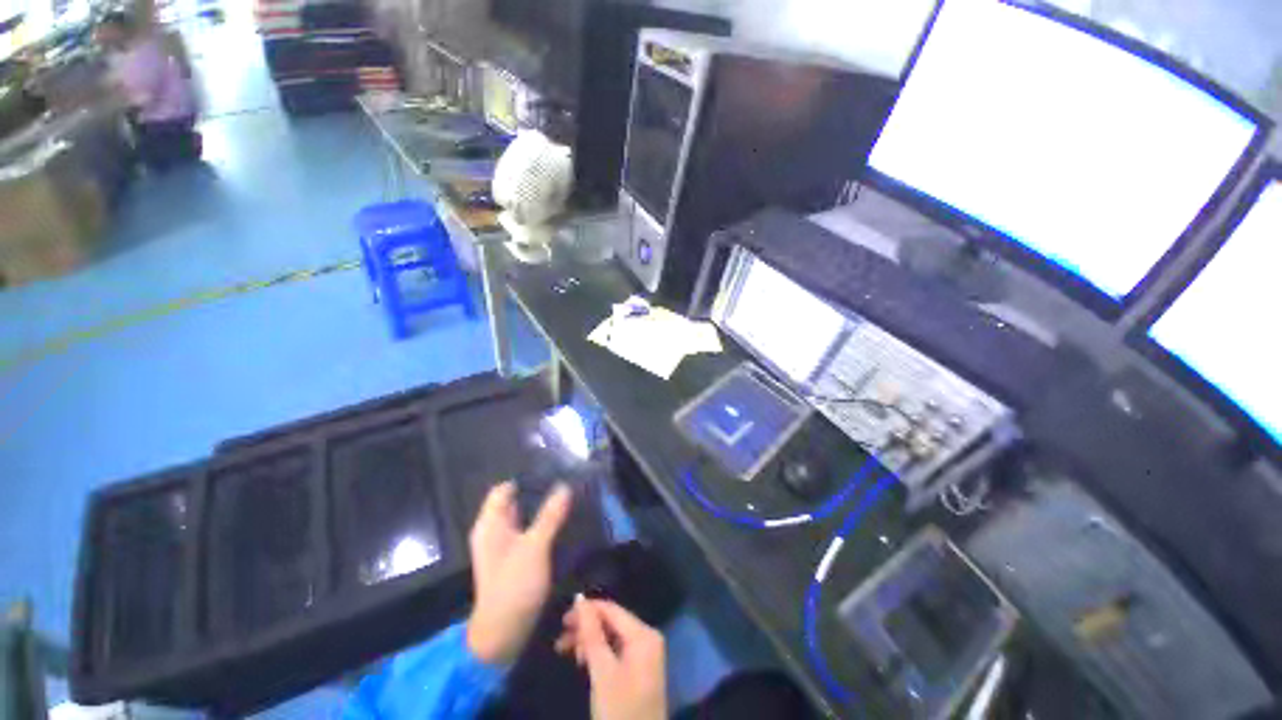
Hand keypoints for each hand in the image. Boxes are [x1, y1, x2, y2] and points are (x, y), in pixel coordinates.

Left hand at [466, 481, 571, 664]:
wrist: (503, 634)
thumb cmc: (513, 586)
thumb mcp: (534, 547)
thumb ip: (550, 515)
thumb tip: (564, 486)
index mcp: (490, 524)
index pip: (504, 489)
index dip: (525, 477)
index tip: (552, 468)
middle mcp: (494, 530)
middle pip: (513, 501)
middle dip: (537, 490)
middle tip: (565, 479)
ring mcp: (504, 545)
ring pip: (523, 516)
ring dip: (541, 506)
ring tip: (567, 495)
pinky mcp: (514, 557)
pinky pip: (527, 530)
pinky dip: (541, 522)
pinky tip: (560, 519)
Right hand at [556, 597, 666, 719]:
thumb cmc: (620, 711)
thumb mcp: (602, 671)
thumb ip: (591, 633)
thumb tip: (579, 598)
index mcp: (644, 634)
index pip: (612, 610)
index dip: (587, 610)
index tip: (562, 620)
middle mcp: (648, 637)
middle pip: (612, 622)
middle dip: (586, 628)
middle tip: (560, 640)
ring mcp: (645, 654)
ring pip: (612, 636)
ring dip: (589, 641)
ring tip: (567, 652)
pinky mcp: (639, 670)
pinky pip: (616, 650)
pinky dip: (599, 653)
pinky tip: (584, 661)